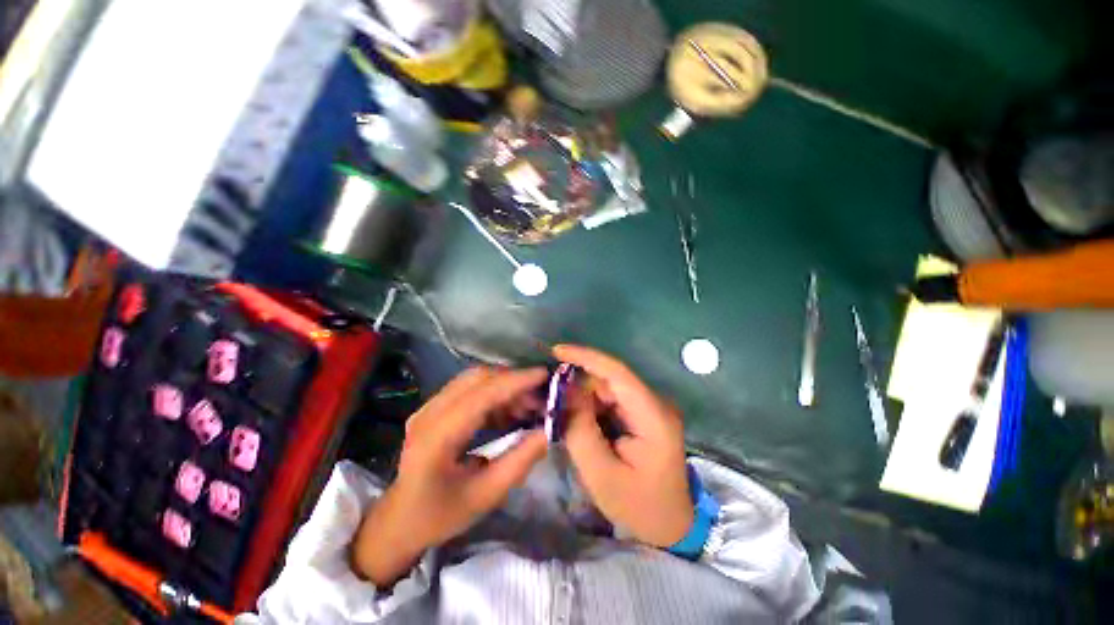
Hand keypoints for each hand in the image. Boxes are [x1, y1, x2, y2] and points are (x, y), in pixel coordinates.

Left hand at [351, 367, 548, 585]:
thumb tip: (547, 431)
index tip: (545, 376)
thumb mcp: (485, 496)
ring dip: (504, 386)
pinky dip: (493, 393)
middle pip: (477, 379)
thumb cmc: (440, 515)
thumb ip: (519, 462)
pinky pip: (469, 388)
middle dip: (513, 381)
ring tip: (528, 405)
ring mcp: (428, 407)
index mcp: (437, 438)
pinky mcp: (433, 408)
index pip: (481, 395)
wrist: (399, 520)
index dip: (515, 381)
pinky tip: (508, 411)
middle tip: (540, 396)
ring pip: (474, 379)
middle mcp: (429, 414)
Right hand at [555, 345, 692, 547]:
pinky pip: (611, 400)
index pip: (617, 372)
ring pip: (608, 389)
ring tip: (559, 413)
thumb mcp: (602, 474)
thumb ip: (580, 430)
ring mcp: (649, 407)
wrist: (671, 525)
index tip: (557, 351)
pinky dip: (591, 407)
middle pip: (609, 380)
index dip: (586, 357)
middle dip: (577, 384)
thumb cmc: (639, 506)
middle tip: (549, 398)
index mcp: (653, 416)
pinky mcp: (642, 414)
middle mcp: (654, 403)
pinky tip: (577, 419)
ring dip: (582, 397)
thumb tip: (565, 391)